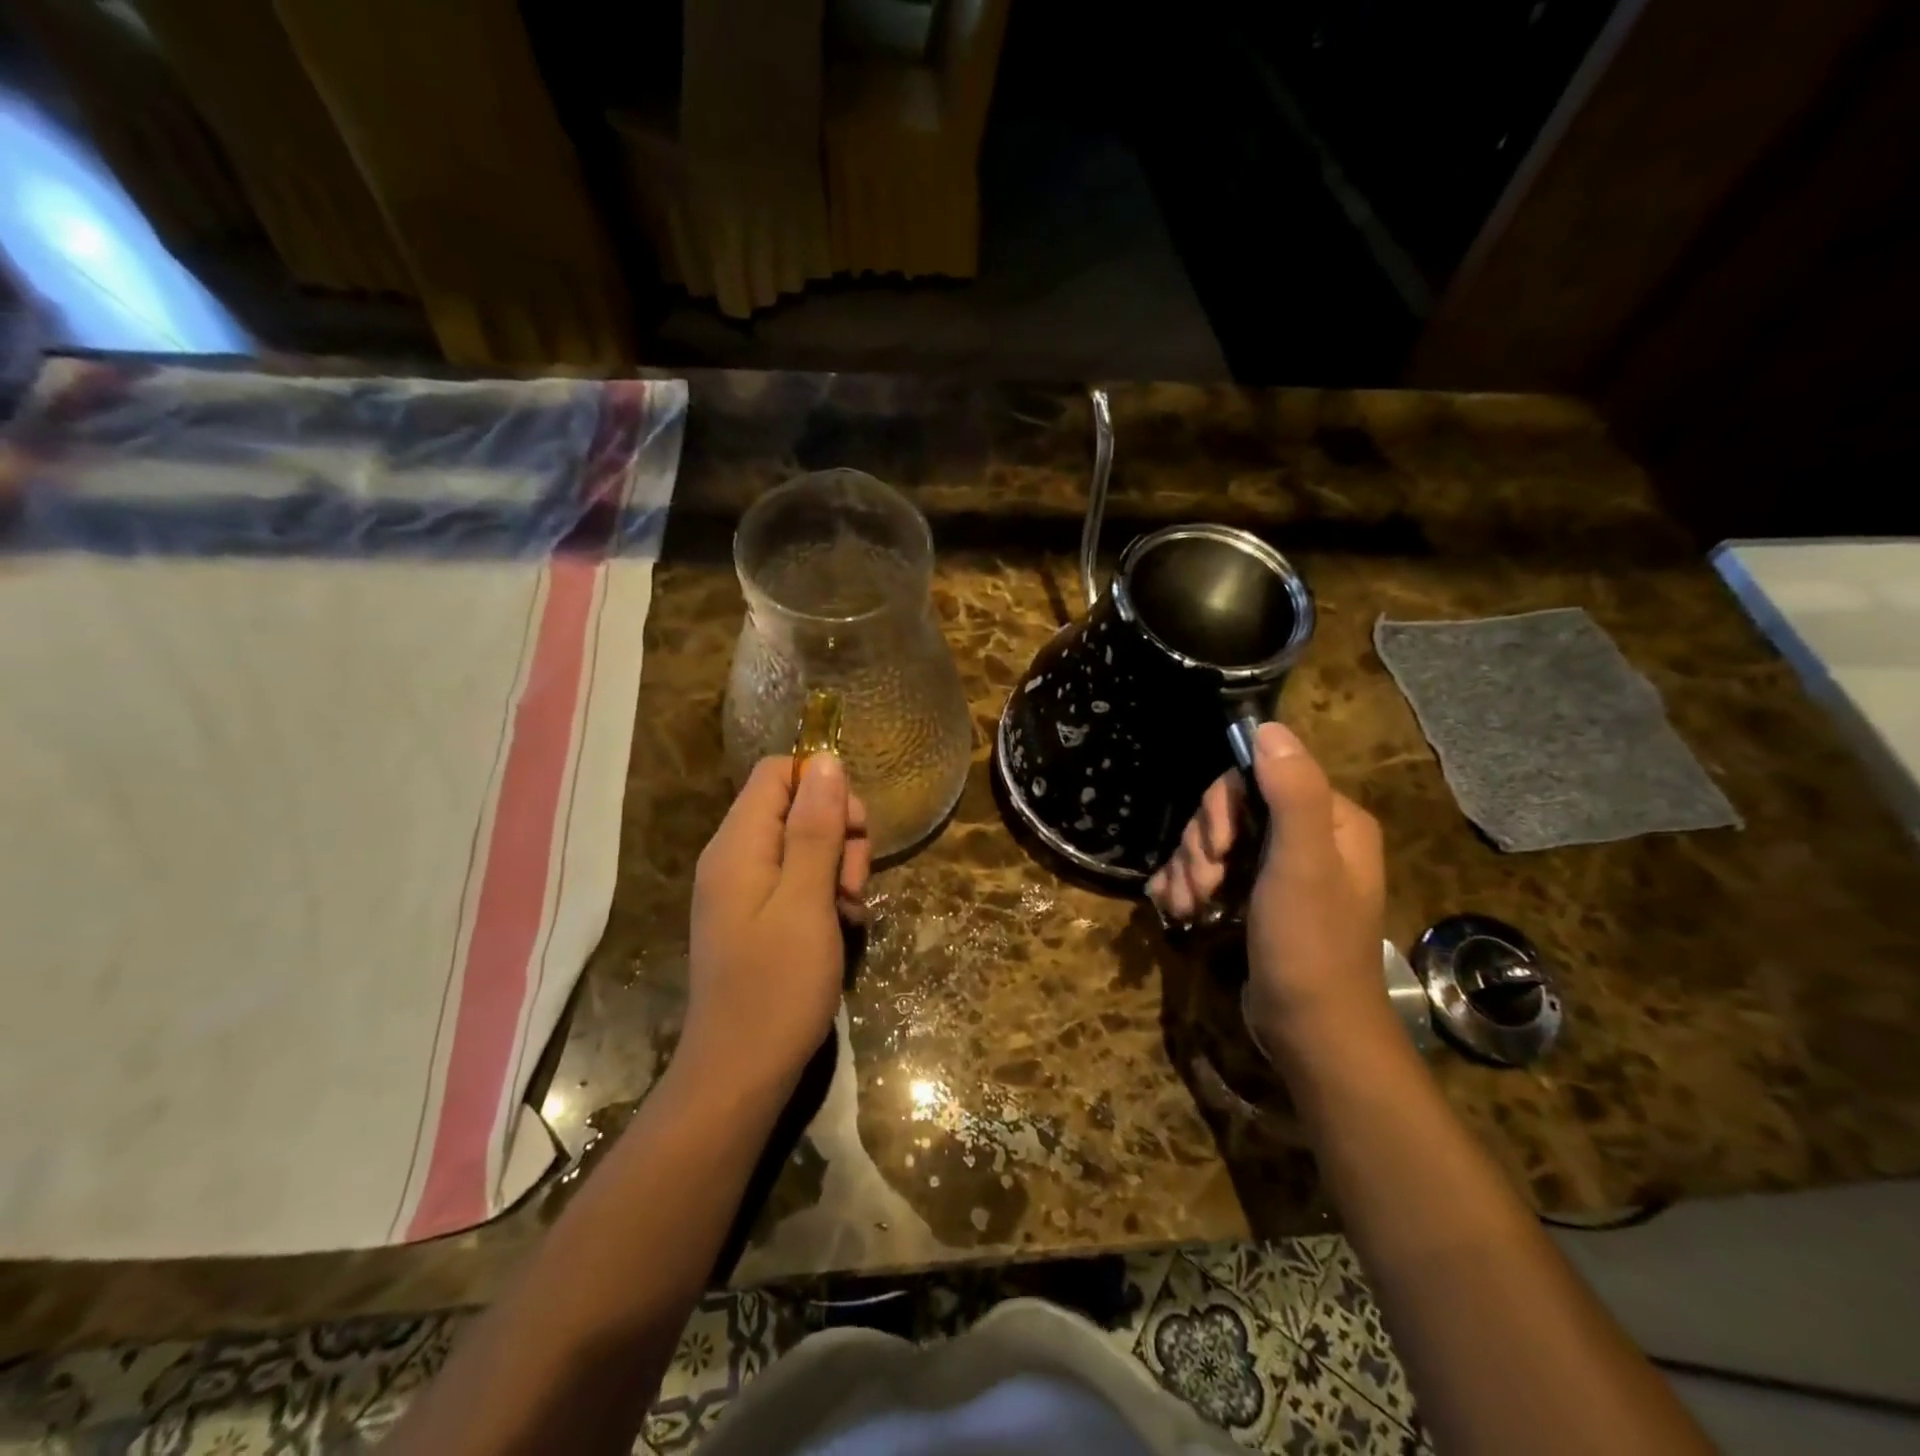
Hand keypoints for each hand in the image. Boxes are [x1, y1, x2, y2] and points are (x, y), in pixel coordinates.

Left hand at [681, 755, 869, 1095]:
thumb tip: (825, 759)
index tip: (852, 827)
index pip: (778, 772)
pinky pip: (798, 880)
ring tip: (852, 908)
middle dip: (838, 832)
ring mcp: (745, 888)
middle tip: (855, 880)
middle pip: (796, 806)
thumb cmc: (778, 985)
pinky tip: (845, 923)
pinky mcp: (758, 915)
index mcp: (738, 844)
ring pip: (804, 844)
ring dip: (839, 866)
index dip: (822, 785)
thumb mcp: (807, 900)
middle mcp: (735, 856)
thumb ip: (815, 827)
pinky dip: (827, 893)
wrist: (741, 1073)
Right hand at [1147, 722, 1386, 1056]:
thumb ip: (1291, 793)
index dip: (1223, 808)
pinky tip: (1177, 907)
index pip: (1258, 777)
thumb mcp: (1301, 864)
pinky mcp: (1256, 898)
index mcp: (1329, 820)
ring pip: (1214, 843)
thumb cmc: (1309, 944)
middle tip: (1200, 885)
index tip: (1215, 849)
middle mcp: (1307, 837)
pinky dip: (1189, 886)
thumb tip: (1267, 726)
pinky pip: (1212, 872)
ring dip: (1190, 870)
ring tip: (1188, 907)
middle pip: (1230, 811)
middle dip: (1202, 847)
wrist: (1310, 1031)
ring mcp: (1278, 870)